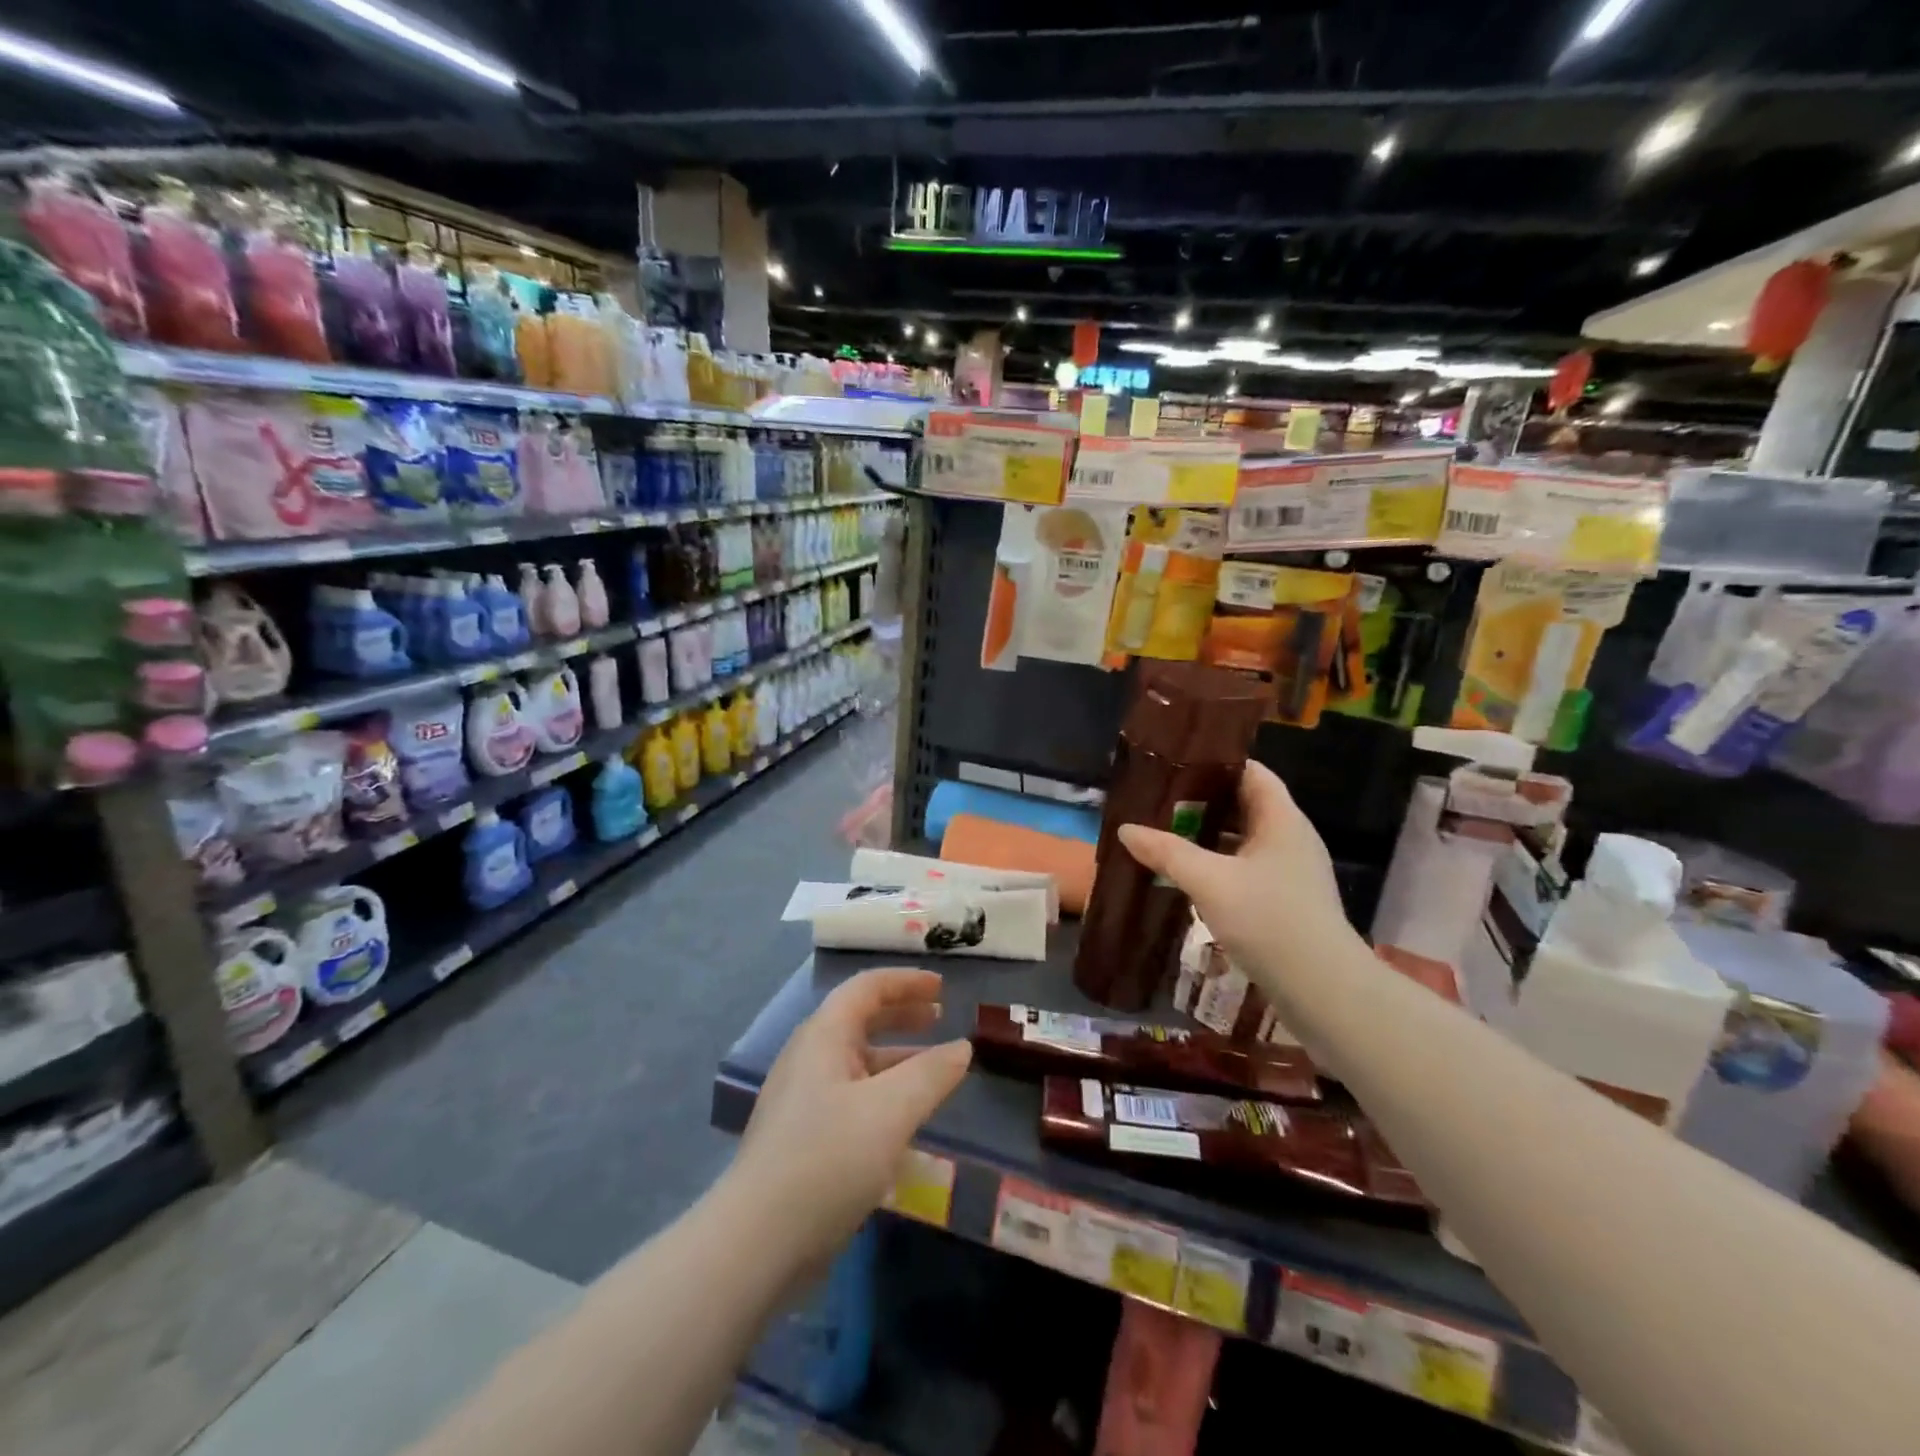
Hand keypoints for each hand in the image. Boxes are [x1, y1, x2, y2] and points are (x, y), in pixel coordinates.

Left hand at [730, 967, 970, 1268]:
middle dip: (902, 1015)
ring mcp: (802, 1100)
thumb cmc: (827, 1159)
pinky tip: (905, 1123)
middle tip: (941, 1018)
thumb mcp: (891, 1111)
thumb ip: (932, 1074)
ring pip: (858, 1063)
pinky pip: (852, 1097)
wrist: (757, 1242)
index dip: (907, 982)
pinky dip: (884, 1094)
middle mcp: (809, 1058)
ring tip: (935, 1072)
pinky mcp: (803, 1139)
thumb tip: (963, 1048)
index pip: (867, 988)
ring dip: (897, 1058)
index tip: (943, 988)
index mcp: (823, 1036)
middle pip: (860, 1020)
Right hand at [1118, 761, 1359, 995]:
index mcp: (1282, 819)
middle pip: (1245, 804)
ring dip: (1208, 836)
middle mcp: (1291, 837)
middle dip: (1203, 801)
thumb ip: (1167, 851)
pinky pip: (1247, 868)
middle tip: (1159, 800)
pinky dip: (1218, 865)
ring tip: (1165, 833)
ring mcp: (1291, 871)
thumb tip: (1126, 829)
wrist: (1323, 991)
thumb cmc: (1269, 920)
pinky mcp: (1287, 901)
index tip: (1175, 762)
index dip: (1216, 762)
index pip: (1251, 771)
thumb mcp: (1209, 881)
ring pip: (1244, 839)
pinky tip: (1189, 876)